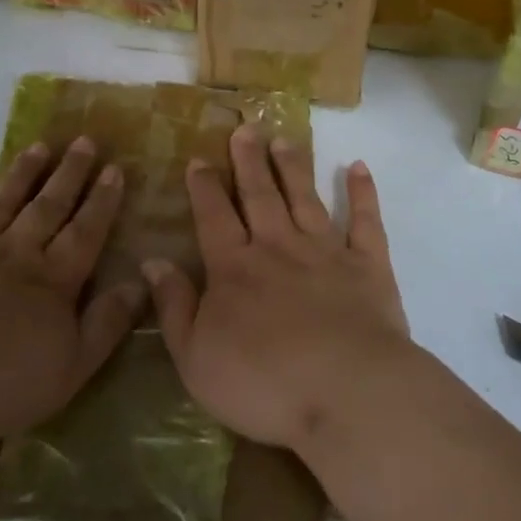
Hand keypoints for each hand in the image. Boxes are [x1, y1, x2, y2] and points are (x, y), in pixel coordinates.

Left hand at [0, 138, 145, 441]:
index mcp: (52, 280)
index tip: (115, 167)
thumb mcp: (68, 367)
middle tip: (84, 140)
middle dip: (69, 174)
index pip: (85, 232)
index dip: (102, 201)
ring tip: (39, 147)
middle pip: (47, 207)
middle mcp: (15, 254)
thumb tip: (141, 284)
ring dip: (24, 175)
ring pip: (3, 203)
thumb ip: (106, 324)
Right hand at [144, 125, 411, 453]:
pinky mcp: (368, 266)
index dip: (204, 187)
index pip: (214, 217)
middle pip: (259, 195)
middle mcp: (278, 247)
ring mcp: (326, 252)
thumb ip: (173, 307)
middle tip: (245, 128)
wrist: (347, 392)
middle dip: (248, 161)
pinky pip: (365, 221)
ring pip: (305, 198)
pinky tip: (359, 167)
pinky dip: (363, 193)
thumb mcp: (196, 357)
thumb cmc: (263, 383)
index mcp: (234, 268)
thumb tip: (152, 261)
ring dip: (293, 167)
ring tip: (284, 139)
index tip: (199, 159)